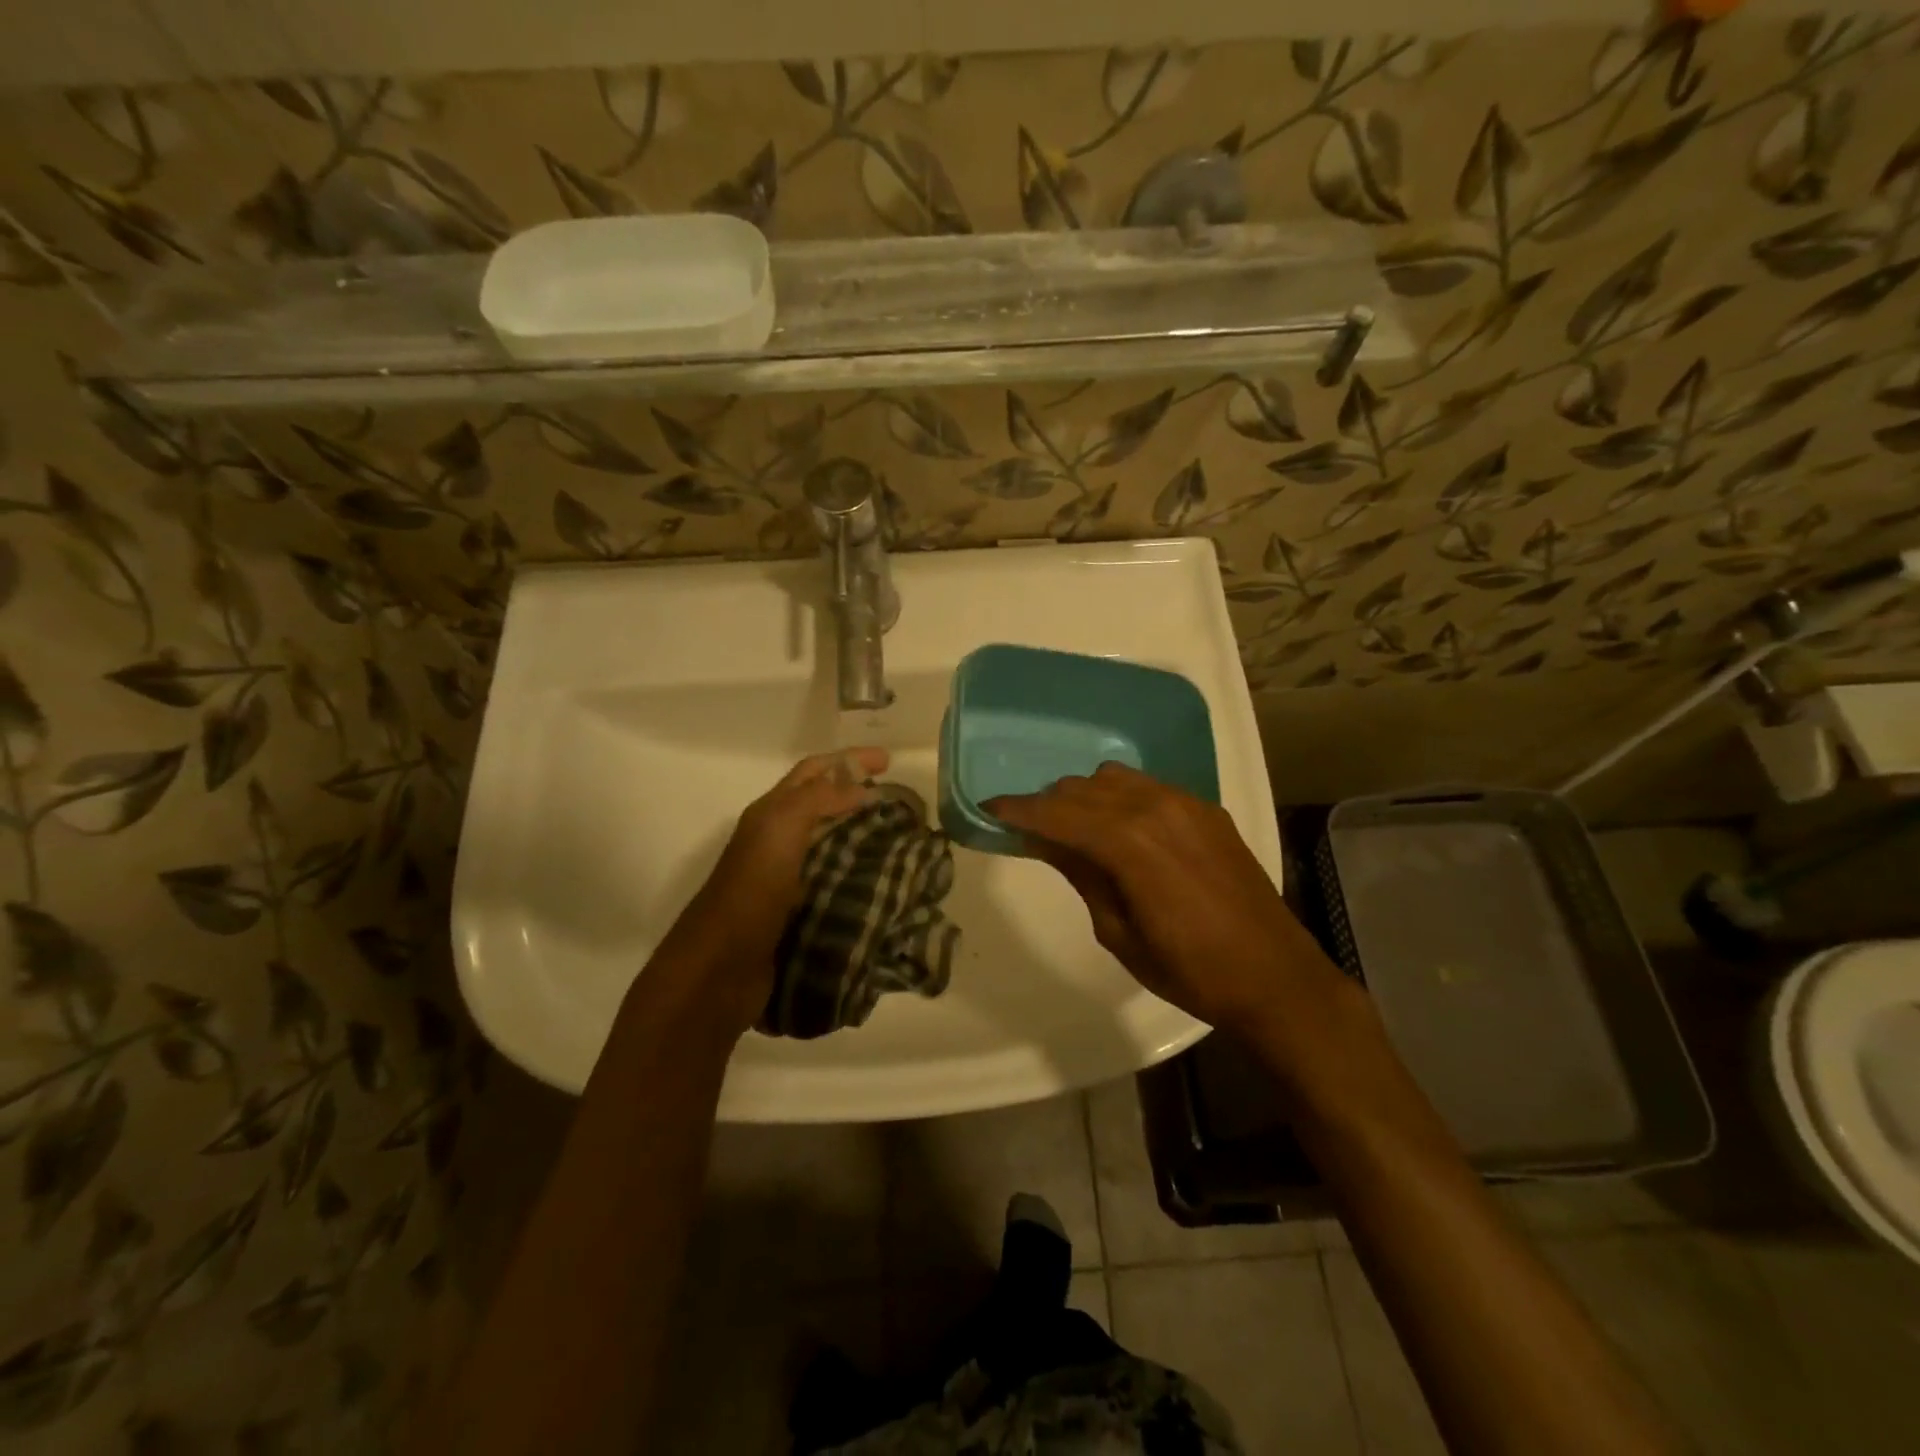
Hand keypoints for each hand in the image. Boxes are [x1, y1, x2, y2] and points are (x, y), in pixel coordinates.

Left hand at [649, 747, 888, 1035]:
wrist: (721, 968)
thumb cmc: (751, 891)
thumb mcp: (781, 830)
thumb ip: (818, 800)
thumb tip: (862, 788)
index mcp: (771, 814)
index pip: (813, 772)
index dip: (849, 760)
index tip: (889, 761)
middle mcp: (778, 840)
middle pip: (822, 804)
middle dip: (858, 793)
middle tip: (900, 799)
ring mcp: (788, 877)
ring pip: (831, 842)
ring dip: (863, 833)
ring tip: (902, 837)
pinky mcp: (799, 912)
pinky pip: (836, 881)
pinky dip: (861, 874)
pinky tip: (886, 882)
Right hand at [987, 762, 1328, 1032]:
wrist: (1273, 975)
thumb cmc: (1188, 969)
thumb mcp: (1117, 932)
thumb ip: (1080, 874)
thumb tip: (1045, 841)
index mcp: (1129, 843)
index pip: (1057, 813)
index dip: (1018, 810)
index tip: (989, 809)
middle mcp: (1156, 807)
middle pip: (1081, 789)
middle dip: (1048, 805)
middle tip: (1029, 830)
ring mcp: (1186, 803)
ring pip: (1113, 778)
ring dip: (1084, 797)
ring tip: (1076, 830)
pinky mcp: (1206, 809)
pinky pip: (1148, 787)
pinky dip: (1120, 798)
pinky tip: (1122, 829)